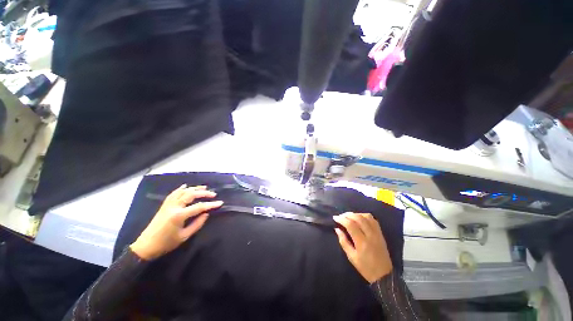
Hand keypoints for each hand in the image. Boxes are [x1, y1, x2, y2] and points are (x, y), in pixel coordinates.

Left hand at [130, 185, 222, 259]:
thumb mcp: (184, 236)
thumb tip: (206, 214)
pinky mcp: (164, 206)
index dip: (211, 204)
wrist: (146, 246)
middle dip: (203, 193)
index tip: (220, 203)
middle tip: (213, 194)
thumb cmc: (166, 244)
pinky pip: (173, 194)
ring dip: (194, 188)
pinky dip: (180, 189)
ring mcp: (168, 205)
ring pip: (182, 192)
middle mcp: (173, 207)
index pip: (199, 207)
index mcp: (179, 215)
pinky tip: (186, 186)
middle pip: (191, 195)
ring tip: (204, 187)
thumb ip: (197, 224)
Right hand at [333, 212, 392, 283]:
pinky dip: (364, 216)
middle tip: (341, 216)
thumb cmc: (365, 267)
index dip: (341, 219)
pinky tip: (359, 218)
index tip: (335, 218)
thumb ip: (344, 241)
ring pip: (366, 216)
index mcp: (362, 242)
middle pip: (358, 218)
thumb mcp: (351, 257)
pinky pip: (373, 220)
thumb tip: (337, 229)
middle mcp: (370, 235)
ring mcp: (377, 233)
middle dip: (347, 214)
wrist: (384, 275)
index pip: (350, 225)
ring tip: (349, 216)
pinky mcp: (381, 233)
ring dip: (356, 214)